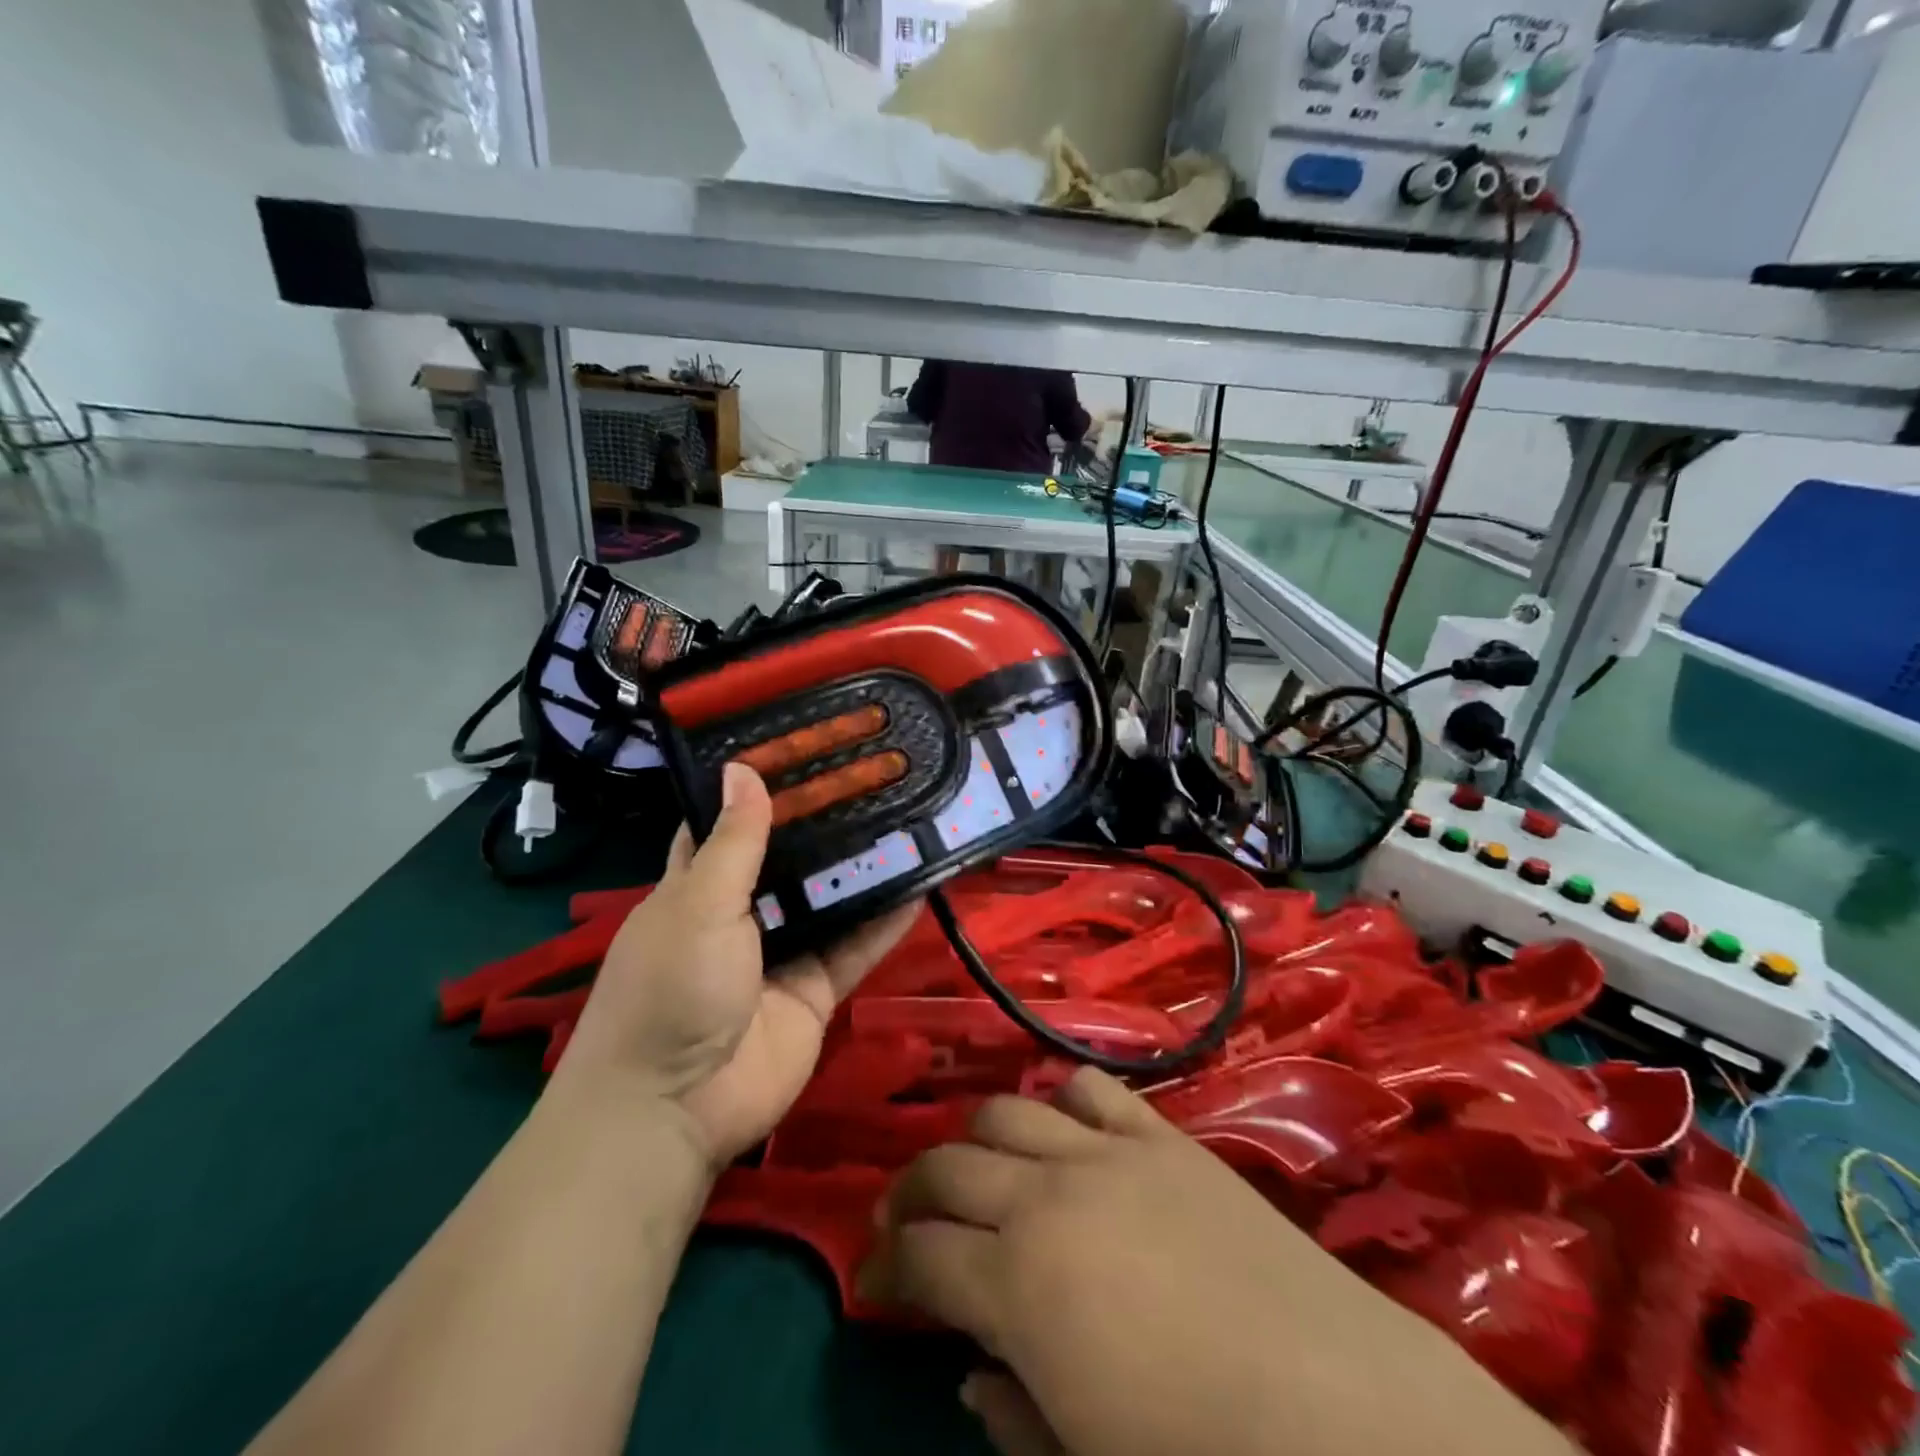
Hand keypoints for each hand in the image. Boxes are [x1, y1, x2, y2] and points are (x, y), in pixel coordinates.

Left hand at [559, 762, 917, 1167]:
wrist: (676, 1108)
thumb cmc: (672, 987)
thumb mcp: (699, 904)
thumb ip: (734, 842)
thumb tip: (742, 767)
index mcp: (698, 886)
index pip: (728, 824)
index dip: (758, 789)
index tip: (801, 749)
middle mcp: (741, 913)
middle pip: (790, 860)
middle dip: (826, 825)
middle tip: (874, 778)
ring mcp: (782, 952)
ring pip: (830, 901)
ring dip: (864, 869)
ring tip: (908, 818)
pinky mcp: (816, 989)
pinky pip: (856, 948)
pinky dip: (886, 921)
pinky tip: (921, 884)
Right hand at [861, 1069, 1574, 1455]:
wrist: (1339, 1410)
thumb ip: (1012, 1415)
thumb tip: (971, 1371)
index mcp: (1015, 1281)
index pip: (919, 1256)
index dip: (885, 1270)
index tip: (874, 1284)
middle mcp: (1045, 1194)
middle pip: (948, 1167)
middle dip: (910, 1193)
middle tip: (901, 1221)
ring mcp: (1105, 1153)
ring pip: (1007, 1112)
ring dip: (973, 1139)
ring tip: (971, 1167)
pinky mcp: (1160, 1135)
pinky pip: (1093, 1090)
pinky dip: (1062, 1098)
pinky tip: (1061, 1126)